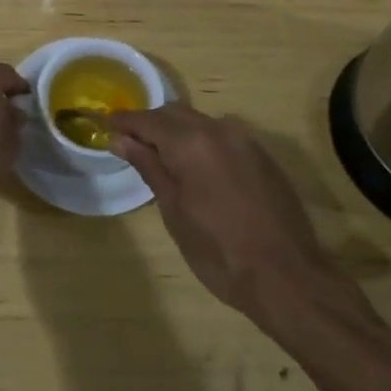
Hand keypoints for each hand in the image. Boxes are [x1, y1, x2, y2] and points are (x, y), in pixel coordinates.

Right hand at [108, 104, 360, 323]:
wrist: (286, 277)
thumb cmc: (218, 250)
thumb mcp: (173, 211)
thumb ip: (149, 167)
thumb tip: (121, 140)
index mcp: (191, 142)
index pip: (147, 120)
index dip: (123, 122)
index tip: (104, 127)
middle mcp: (219, 129)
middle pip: (175, 114)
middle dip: (150, 124)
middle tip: (130, 145)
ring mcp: (245, 140)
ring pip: (201, 122)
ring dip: (178, 132)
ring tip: (162, 158)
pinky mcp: (263, 156)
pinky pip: (223, 136)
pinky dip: (202, 143)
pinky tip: (197, 169)